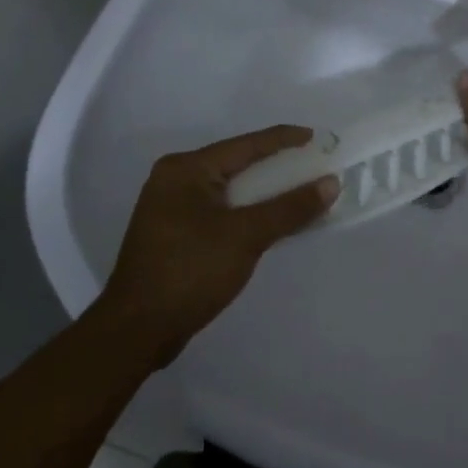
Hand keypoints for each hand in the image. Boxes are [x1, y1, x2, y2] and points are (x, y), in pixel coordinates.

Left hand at [94, 126, 337, 367]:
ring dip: (264, 194)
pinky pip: (221, 211)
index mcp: (186, 169)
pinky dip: (247, 213)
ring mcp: (171, 208)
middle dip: (277, 168)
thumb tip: (330, 183)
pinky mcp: (174, 234)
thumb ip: (290, 208)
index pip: (245, 145)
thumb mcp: (246, 236)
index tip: (317, 136)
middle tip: (313, 166)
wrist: (136, 331)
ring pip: (230, 190)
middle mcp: (175, 180)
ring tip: (300, 193)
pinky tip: (271, 221)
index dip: (284, 140)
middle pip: (237, 165)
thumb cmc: (190, 271)